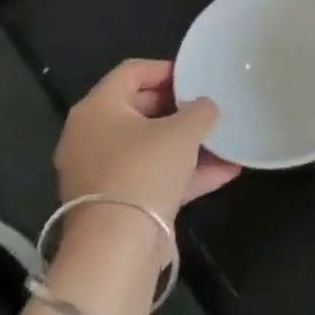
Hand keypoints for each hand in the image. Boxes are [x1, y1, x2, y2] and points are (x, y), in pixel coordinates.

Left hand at [54, 59, 237, 220]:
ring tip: (224, 141)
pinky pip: (151, 175)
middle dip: (179, 108)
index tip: (198, 77)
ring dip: (186, 144)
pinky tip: (224, 172)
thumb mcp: (184, 131)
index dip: (168, 69)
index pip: (132, 72)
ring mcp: (99, 171)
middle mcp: (89, 136)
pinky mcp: (113, 202)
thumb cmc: (145, 169)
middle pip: (139, 108)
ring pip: (148, 146)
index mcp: (97, 108)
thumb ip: (201, 110)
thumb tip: (205, 106)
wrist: (118, 246)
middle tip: (209, 108)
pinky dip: (182, 172)